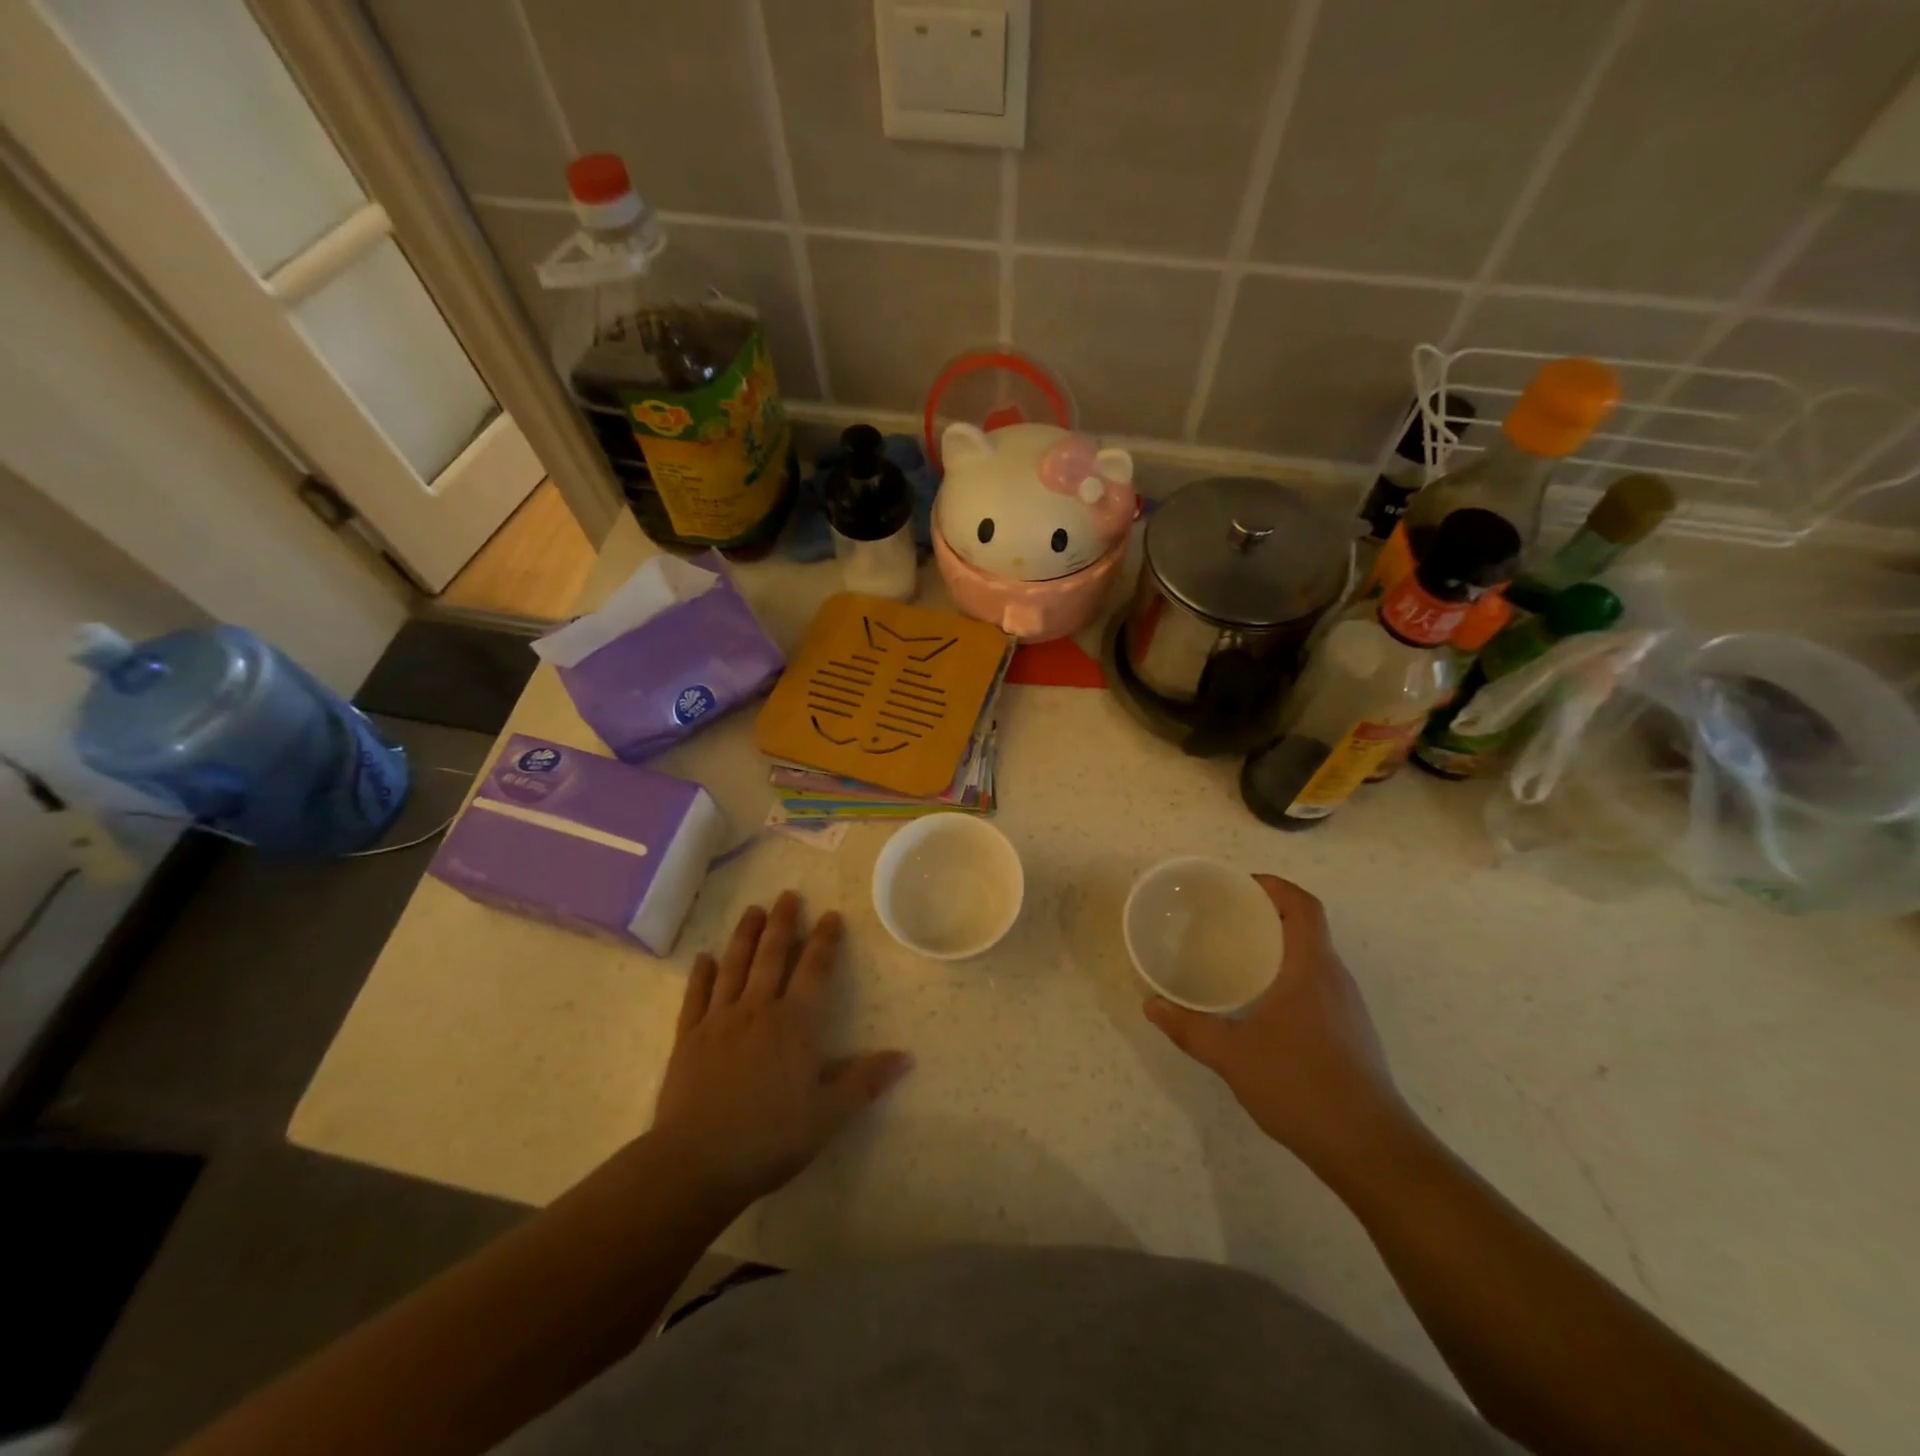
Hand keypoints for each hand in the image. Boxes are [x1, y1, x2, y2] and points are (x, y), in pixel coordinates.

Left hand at [651, 892, 911, 1205]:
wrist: (697, 1162)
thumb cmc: (771, 1138)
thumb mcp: (828, 1115)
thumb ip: (865, 1081)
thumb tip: (907, 1056)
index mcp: (795, 1024)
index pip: (815, 970)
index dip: (824, 941)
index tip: (830, 915)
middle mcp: (758, 1010)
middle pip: (771, 956)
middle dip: (782, 924)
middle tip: (787, 895)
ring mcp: (719, 1021)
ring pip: (734, 966)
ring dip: (744, 936)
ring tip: (752, 910)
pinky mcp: (688, 1038)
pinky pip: (696, 997)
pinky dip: (701, 975)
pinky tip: (704, 958)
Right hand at [1143, 875, 1416, 1179]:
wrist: (1371, 1150)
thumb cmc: (1301, 1086)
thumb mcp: (1232, 1055)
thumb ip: (1188, 1027)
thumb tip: (1151, 1005)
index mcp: (1311, 968)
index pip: (1304, 906)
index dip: (1275, 886)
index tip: (1240, 886)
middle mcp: (1335, 979)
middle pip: (1307, 927)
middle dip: (1268, 914)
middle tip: (1224, 919)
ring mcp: (1348, 1008)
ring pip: (1313, 958)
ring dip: (1280, 947)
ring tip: (1237, 957)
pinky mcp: (1352, 1034)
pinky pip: (1318, 985)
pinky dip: (1289, 977)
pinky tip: (1261, 1005)